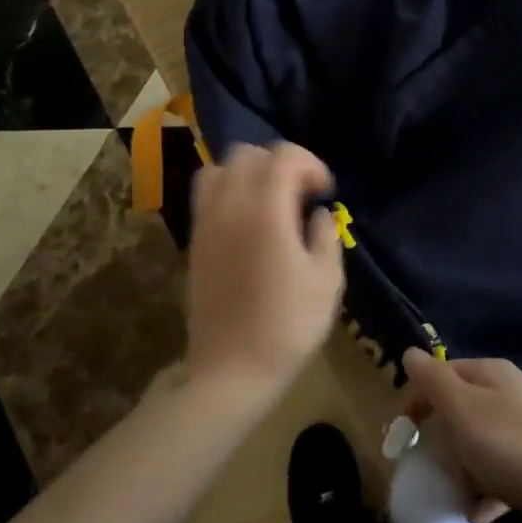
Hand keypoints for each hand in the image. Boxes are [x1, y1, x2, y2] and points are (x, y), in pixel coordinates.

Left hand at [184, 143, 344, 403]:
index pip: (284, 156)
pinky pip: (206, 194)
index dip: (311, 165)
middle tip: (301, 194)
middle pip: (249, 154)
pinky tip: (248, 222)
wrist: (231, 368)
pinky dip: (228, 191)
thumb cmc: (288, 325)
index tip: (325, 192)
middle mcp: (229, 204)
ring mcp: (206, 221)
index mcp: (265, 209)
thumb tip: (316, 214)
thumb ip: (325, 235)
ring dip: (249, 173)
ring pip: (220, 168)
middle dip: (280, 163)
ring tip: (270, 202)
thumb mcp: (327, 281)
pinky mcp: (194, 240)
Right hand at [401, 350, 521, 522]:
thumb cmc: (509, 445)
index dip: (420, 398)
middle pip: (463, 409)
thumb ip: (432, 380)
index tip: (406, 431)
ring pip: (483, 441)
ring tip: (456, 493)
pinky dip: (488, 488)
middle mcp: (513, 392)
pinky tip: (479, 512)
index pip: (443, 373)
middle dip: (443, 437)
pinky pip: (505, 470)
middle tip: (431, 463)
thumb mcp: (461, 409)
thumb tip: (409, 352)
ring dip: (464, 467)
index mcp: (491, 373)